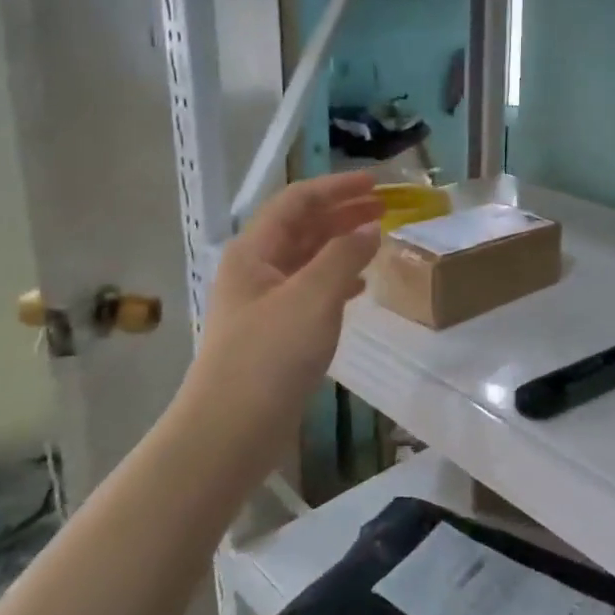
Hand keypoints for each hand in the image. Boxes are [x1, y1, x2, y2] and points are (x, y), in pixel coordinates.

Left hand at [183, 172, 383, 471]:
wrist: (231, 431)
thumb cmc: (269, 356)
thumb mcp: (312, 297)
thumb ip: (344, 256)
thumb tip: (369, 228)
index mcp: (254, 252)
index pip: (297, 201)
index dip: (336, 187)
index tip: (376, 184)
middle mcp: (256, 270)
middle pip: (302, 227)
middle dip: (342, 212)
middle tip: (384, 207)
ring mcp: (264, 303)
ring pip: (308, 259)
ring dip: (342, 245)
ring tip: (379, 239)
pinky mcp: (276, 333)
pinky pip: (312, 291)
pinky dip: (339, 281)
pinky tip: (361, 286)